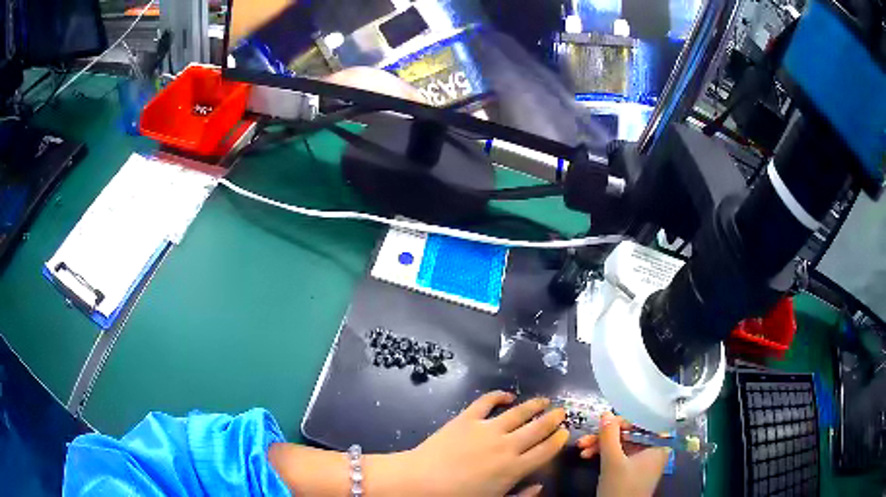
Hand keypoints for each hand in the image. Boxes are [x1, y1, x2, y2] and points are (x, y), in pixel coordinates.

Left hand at [396, 391, 568, 496]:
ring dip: (534, 405)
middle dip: (553, 419)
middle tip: (561, 411)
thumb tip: (540, 485)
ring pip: (518, 413)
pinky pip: (486, 402)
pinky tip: (507, 395)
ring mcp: (487, 429)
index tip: (565, 432)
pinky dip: (498, 395)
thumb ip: (521, 496)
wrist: (421, 482)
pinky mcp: (466, 418)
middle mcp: (507, 445)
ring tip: (544, 400)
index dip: (558, 440)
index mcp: (515, 468)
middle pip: (538, 428)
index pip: (546, 451)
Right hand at [576, 412, 669, 496]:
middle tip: (585, 438)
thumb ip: (609, 436)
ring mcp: (642, 459)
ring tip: (581, 448)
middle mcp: (653, 448)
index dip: (623, 419)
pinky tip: (587, 456)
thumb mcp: (612, 461)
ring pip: (621, 443)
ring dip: (600, 445)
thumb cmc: (621, 487)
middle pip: (629, 432)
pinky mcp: (631, 469)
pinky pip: (618, 454)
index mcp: (658, 443)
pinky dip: (603, 454)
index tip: (603, 420)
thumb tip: (605, 413)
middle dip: (605, 435)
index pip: (643, 421)